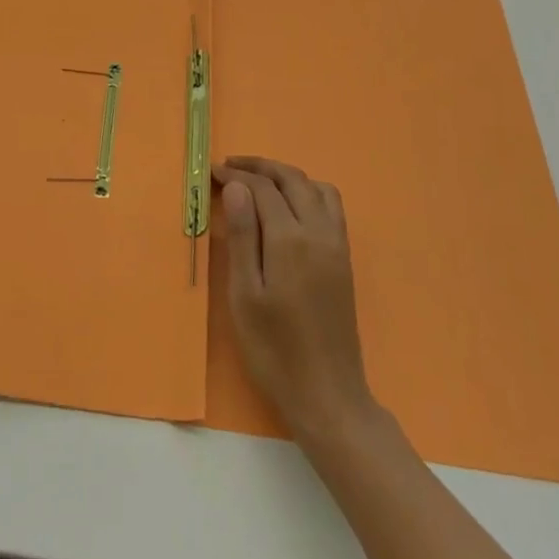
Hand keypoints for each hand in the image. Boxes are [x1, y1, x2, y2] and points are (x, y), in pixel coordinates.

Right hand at [215, 156, 377, 443]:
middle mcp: (319, 232)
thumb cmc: (273, 348)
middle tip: (231, 167)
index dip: (238, 175)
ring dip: (287, 176)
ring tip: (258, 181)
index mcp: (291, 239)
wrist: (326, 392)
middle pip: (292, 179)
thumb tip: (239, 187)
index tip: (214, 172)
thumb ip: (243, 236)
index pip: (263, 188)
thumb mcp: (245, 294)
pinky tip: (289, 207)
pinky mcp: (344, 259)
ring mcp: (337, 245)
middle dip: (261, 166)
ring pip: (316, 188)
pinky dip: (308, 192)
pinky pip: (331, 207)